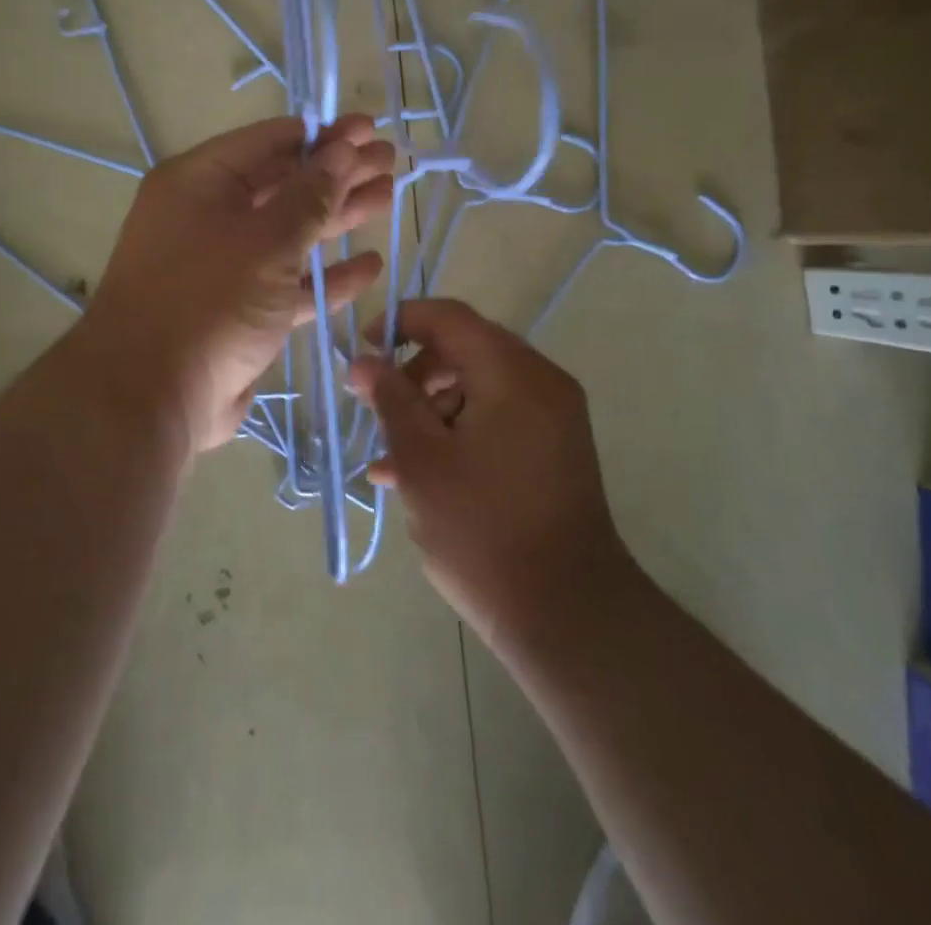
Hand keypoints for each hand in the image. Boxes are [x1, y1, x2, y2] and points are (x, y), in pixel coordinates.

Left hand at [80, 114, 394, 453]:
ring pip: (290, 233)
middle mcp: (208, 216)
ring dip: (338, 218)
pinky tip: (370, 266)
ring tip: (387, 198)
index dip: (323, 134)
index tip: (369, 129)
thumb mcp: (266, 239)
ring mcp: (224, 266)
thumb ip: (310, 195)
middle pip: (284, 184)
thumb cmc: (209, 299)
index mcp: (200, 182)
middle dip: (337, 173)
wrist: (152, 397)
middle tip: (389, 160)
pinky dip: (326, 276)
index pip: (270, 141)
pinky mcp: (240, 311)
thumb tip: (343, 150)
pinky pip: (289, 283)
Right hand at [347, 299, 627, 644]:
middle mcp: (540, 381)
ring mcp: (553, 417)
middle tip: (374, 407)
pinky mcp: (555, 450)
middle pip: (464, 350)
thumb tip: (364, 361)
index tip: (362, 350)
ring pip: (478, 388)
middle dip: (413, 375)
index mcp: (512, 372)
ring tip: (388, 458)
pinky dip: (459, 432)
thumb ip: (391, 400)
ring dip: (430, 411)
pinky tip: (417, 476)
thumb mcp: (421, 460)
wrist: (568, 614)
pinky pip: (498, 419)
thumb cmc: (483, 529)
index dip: (400, 322)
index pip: (449, 317)